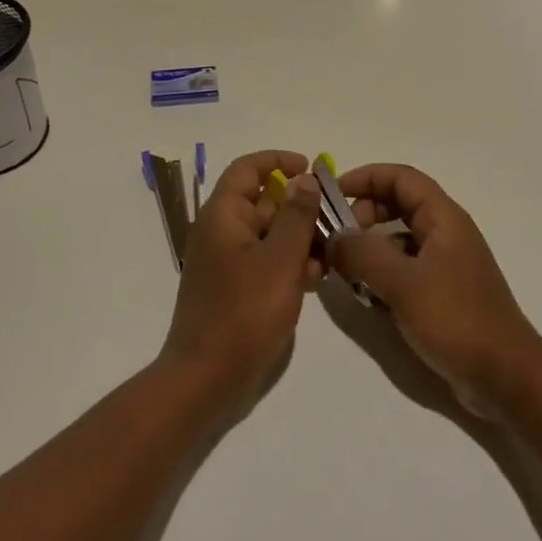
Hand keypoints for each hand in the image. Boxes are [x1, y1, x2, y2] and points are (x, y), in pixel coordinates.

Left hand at [159, 150, 325, 406]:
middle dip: (299, 206)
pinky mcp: (234, 289)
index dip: (278, 161)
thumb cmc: (244, 313)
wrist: (207, 379)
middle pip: (262, 202)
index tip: (311, 167)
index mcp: (222, 216)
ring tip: (331, 252)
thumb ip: (296, 216)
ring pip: (268, 234)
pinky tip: (315, 278)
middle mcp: (220, 232)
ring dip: (299, 237)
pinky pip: (265, 261)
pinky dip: (289, 262)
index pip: (247, 169)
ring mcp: (226, 262)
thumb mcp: (280, 260)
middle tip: (335, 218)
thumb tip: (305, 179)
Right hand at [331, 164, 541, 418]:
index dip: (366, 177)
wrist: (506, 378)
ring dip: (370, 248)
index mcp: (444, 219)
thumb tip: (334, 236)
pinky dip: (382, 275)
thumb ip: (363, 254)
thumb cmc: (457, 321)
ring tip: (345, 271)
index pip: (401, 177)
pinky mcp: (442, 293)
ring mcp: (445, 265)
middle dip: (363, 214)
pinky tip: (367, 298)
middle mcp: (446, 234)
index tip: (332, 194)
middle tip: (337, 239)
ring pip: (398, 239)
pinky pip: (404, 269)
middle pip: (398, 204)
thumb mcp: (403, 284)